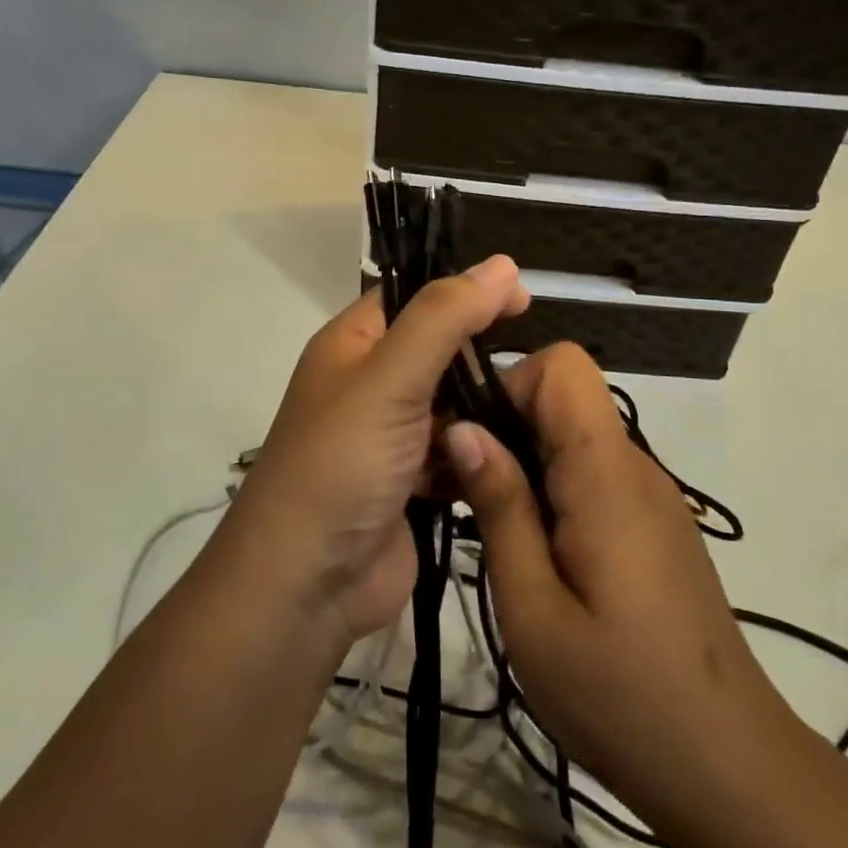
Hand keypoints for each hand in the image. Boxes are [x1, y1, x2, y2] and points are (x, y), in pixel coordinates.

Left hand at [226, 257, 529, 647]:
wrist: (307, 584)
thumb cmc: (341, 463)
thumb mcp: (390, 377)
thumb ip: (445, 318)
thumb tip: (502, 264)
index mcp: (353, 345)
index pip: (415, 297)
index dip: (466, 291)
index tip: (525, 299)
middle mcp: (370, 384)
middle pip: (440, 351)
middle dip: (483, 356)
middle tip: (540, 367)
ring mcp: (392, 436)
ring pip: (454, 404)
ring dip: (487, 409)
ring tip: (540, 411)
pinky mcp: (412, 482)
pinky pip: (458, 452)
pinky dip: (480, 452)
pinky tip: (516, 455)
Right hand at [443, 343, 787, 823]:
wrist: (728, 768)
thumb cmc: (620, 696)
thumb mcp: (533, 609)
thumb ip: (500, 507)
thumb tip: (462, 428)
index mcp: (607, 474)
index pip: (563, 365)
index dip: (510, 385)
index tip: (471, 442)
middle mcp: (634, 467)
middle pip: (562, 399)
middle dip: (503, 428)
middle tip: (458, 493)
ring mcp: (649, 496)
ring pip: (573, 438)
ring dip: (523, 464)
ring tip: (488, 530)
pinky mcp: (652, 526)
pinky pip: (592, 476)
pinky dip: (551, 493)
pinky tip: (533, 555)